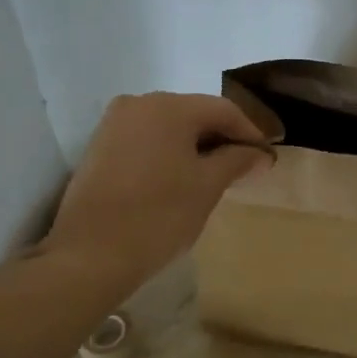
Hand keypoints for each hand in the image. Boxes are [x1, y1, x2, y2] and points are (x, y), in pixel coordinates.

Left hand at [34, 91, 272, 295]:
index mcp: (169, 106)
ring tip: (214, 176)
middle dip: (221, 138)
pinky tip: (179, 178)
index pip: (223, 110)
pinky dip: (168, 153)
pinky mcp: (100, 146)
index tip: (266, 158)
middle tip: (243, 168)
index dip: (250, 132)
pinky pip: (146, 139)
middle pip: (194, 113)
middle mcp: (139, 103)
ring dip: (195, 146)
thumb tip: (260, 153)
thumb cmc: (158, 215)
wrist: (90, 254)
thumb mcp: (207, 187)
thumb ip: (237, 161)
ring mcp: (114, 123)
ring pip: (168, 127)